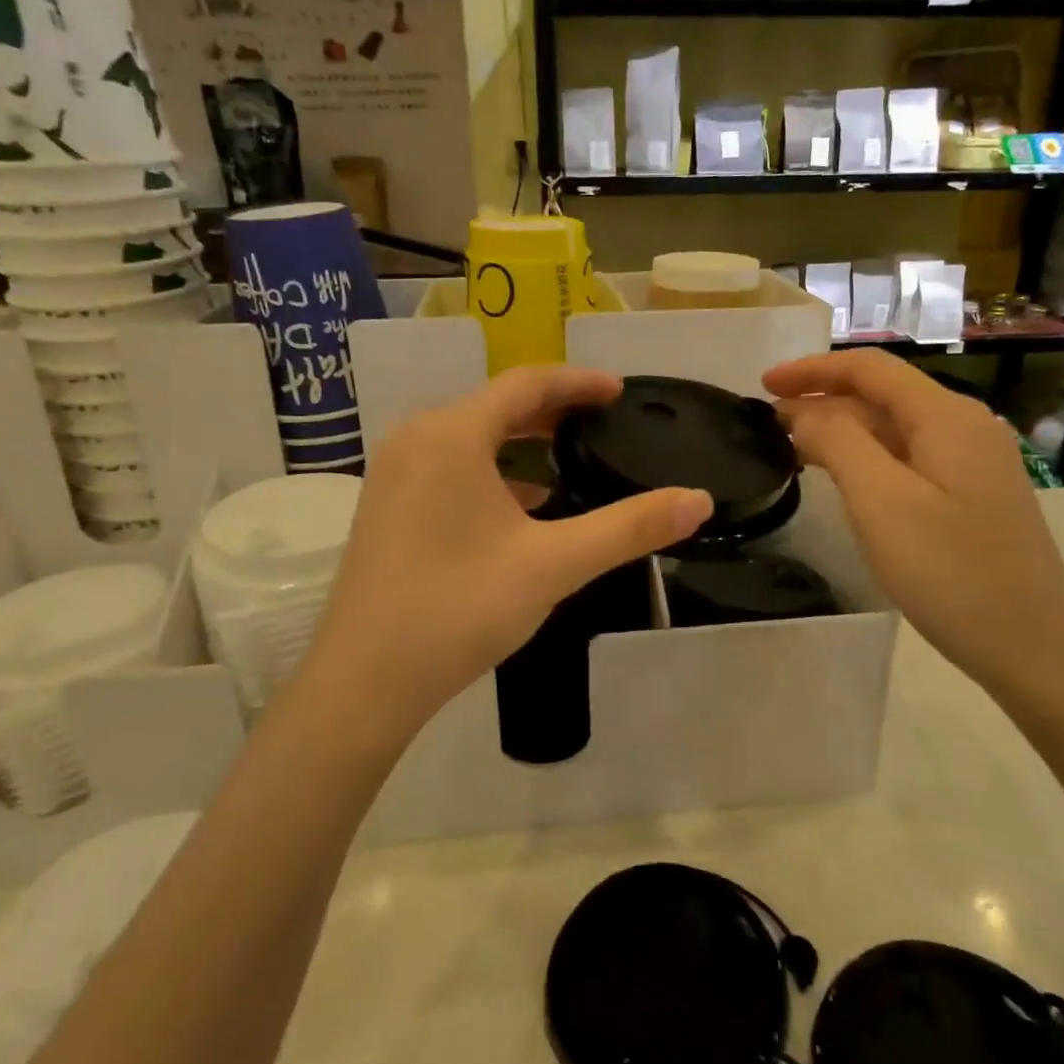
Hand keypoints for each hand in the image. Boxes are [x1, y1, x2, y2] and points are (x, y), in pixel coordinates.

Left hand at [297, 368, 712, 746]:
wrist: (365, 682)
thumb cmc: (460, 608)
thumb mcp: (554, 564)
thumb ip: (628, 528)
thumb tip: (699, 500)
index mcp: (451, 434)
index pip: (525, 384)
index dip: (578, 382)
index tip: (620, 391)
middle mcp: (415, 440)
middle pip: (494, 405)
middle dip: (551, 409)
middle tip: (601, 420)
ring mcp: (393, 475)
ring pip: (469, 438)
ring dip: (519, 440)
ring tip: (567, 457)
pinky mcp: (385, 509)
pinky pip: (448, 468)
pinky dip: (491, 472)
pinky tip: (521, 507)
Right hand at [764, 350, 1063, 699]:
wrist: (1032, 646)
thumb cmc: (951, 571)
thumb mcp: (881, 501)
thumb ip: (837, 443)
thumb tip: (804, 414)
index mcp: (946, 416)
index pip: (869, 369)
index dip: (812, 370)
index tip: (764, 386)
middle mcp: (964, 426)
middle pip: (882, 396)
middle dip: (822, 402)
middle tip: (768, 426)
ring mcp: (972, 462)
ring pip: (894, 429)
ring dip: (841, 431)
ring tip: (792, 449)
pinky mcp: (971, 495)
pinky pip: (908, 458)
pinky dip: (866, 458)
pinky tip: (842, 479)